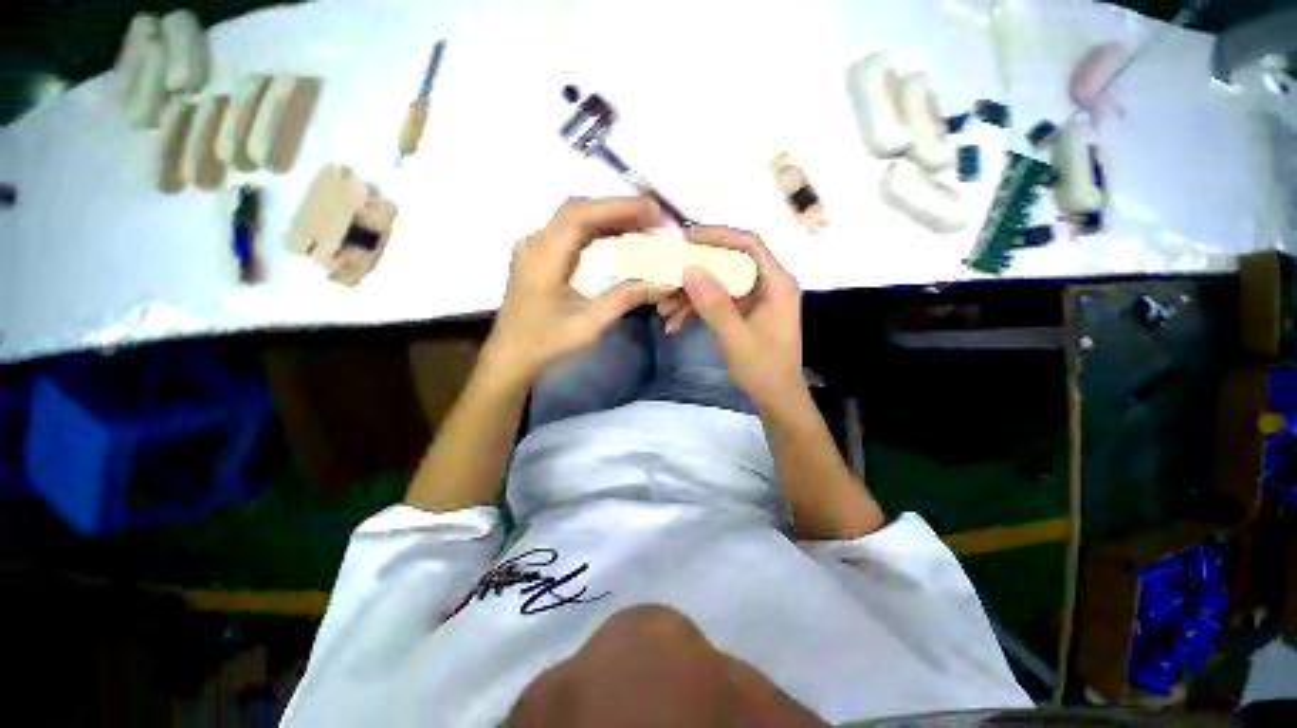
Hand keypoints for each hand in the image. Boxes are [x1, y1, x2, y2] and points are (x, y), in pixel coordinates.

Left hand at [483, 197, 667, 386]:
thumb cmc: (547, 344)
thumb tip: (662, 284)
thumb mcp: (591, 324)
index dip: (620, 207)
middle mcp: (536, 242)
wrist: (511, 357)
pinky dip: (596, 229)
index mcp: (544, 257)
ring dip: (608, 217)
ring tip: (641, 224)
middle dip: (618, 209)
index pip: (582, 215)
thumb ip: (626, 298)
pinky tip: (616, 236)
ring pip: (574, 218)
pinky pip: (569, 231)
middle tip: (653, 218)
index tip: (653, 212)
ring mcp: (534, 247)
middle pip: (578, 209)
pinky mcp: (538, 256)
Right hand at [679, 227, 803, 409]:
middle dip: (695, 272)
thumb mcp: (736, 337)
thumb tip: (690, 269)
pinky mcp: (743, 312)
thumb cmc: (763, 369)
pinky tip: (675, 323)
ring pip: (718, 284)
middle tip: (666, 275)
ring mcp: (754, 298)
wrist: (775, 399)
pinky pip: (717, 301)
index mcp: (776, 283)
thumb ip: (714, 304)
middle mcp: (767, 284)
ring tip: (663, 309)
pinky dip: (696, 310)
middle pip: (728, 262)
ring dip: (690, 295)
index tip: (686, 239)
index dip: (719, 235)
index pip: (749, 244)